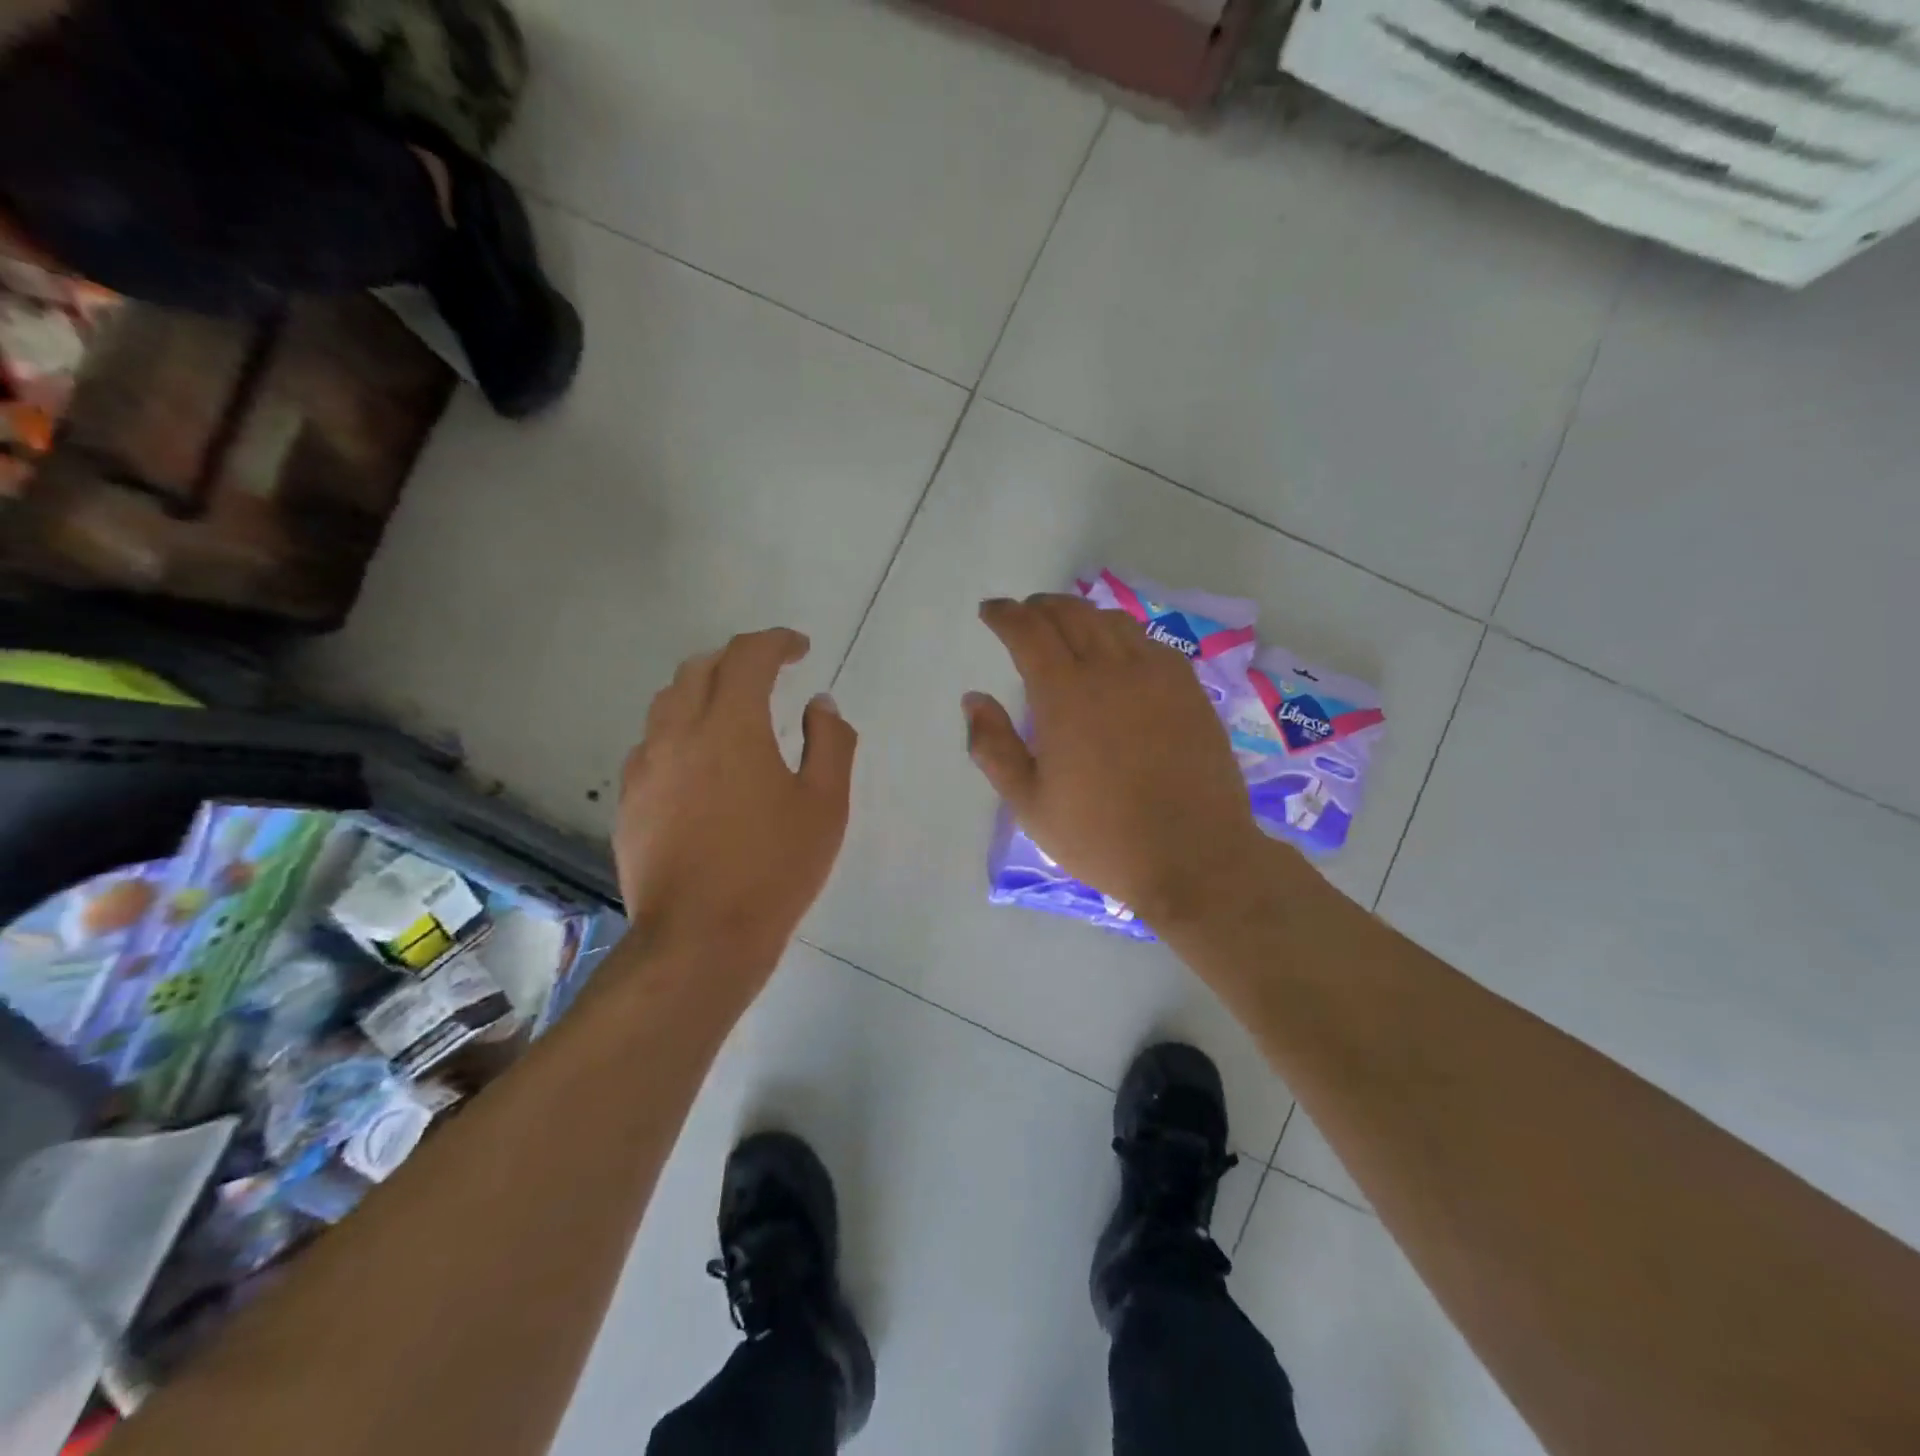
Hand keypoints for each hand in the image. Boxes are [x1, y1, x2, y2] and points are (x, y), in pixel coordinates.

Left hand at [615, 628, 855, 975]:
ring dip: (703, 693)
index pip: (748, 656)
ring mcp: (645, 767)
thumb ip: (830, 742)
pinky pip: (652, 745)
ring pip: (668, 704)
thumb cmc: (774, 868)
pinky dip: (680, 734)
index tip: (800, 649)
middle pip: (699, 669)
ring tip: (732, 715)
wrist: (700, 939)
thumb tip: (820, 704)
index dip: (776, 642)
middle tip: (767, 676)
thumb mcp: (824, 804)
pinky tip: (700, 767)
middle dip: (736, 661)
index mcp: (730, 725)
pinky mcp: (629, 802)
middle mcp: (678, 733)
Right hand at [964, 594, 1279, 928]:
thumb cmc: (1100, 837)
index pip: (1028, 631)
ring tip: (1067, 627)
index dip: (1005, 615)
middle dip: (1040, 607)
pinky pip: (1149, 643)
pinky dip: (1122, 635)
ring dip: (1081, 615)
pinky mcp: (1189, 689)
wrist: (1193, 856)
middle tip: (1024, 615)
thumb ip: (993, 747)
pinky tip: (1118, 654)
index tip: (990, 611)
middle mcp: (1111, 670)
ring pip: (1112, 622)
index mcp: (1065, 695)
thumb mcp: (1029, 804)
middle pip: (1071, 614)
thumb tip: (974, 699)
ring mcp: (1156, 676)